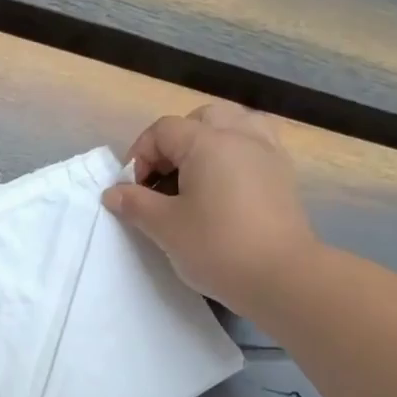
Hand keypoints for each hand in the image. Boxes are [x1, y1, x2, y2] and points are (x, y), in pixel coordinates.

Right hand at [102, 102, 315, 312]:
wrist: (280, 276)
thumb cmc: (216, 247)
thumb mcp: (165, 228)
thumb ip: (136, 204)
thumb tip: (113, 193)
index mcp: (207, 142)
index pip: (163, 130)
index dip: (140, 156)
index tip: (133, 192)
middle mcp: (240, 135)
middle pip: (200, 119)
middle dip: (175, 145)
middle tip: (163, 181)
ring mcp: (267, 152)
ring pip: (233, 126)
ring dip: (209, 143)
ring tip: (197, 177)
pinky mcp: (283, 174)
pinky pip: (255, 146)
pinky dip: (235, 156)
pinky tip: (226, 187)